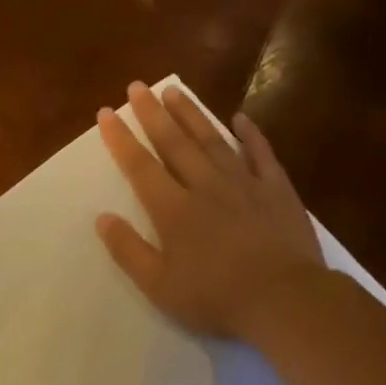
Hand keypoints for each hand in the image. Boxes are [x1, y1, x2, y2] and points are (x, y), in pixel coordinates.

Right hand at [96, 81, 325, 341]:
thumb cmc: (215, 298)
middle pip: (175, 143)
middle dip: (153, 114)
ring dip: (192, 114)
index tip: (106, 113)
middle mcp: (205, 186)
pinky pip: (260, 153)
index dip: (121, 140)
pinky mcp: (276, 189)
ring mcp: (243, 183)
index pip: (140, 167)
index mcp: (173, 211)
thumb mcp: (159, 286)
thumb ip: (129, 251)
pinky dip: (249, 134)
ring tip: (174, 91)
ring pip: (212, 140)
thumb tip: (102, 218)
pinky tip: (239, 118)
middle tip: (138, 87)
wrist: (283, 298)